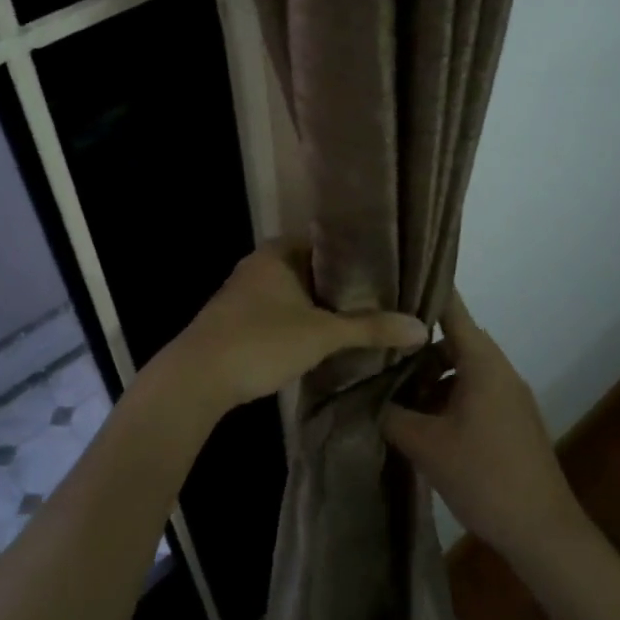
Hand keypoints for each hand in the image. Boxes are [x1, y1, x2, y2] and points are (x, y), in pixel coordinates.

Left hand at [161, 242, 428, 414]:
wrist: (196, 378)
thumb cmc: (260, 341)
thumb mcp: (321, 335)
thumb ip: (370, 328)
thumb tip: (423, 328)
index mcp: (278, 251)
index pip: (328, 241)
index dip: (360, 254)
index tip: (392, 270)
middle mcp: (261, 263)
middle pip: (314, 268)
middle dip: (346, 284)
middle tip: (387, 296)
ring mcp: (247, 292)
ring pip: (298, 292)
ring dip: (325, 305)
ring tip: (367, 316)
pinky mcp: (240, 319)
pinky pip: (283, 310)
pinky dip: (305, 320)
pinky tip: (329, 337)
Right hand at [382, 292, 583, 561]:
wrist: (543, 532)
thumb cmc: (484, 476)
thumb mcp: (426, 445)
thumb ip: (390, 414)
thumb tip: (361, 393)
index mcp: (482, 363)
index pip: (451, 308)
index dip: (423, 289)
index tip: (391, 279)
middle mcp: (499, 369)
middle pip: (453, 338)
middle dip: (415, 342)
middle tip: (378, 344)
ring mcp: (509, 395)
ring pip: (462, 367)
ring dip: (430, 374)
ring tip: (392, 386)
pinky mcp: (512, 420)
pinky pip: (474, 390)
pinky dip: (447, 393)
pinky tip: (421, 418)